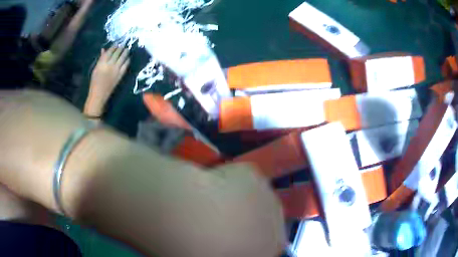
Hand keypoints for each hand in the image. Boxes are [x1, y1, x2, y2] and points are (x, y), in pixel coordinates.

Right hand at [84, 46, 129, 116]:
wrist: (99, 95)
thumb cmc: (95, 82)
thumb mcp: (95, 69)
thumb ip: (100, 59)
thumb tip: (104, 49)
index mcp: (102, 63)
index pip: (110, 51)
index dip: (114, 46)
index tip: (117, 44)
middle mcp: (109, 65)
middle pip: (117, 53)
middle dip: (121, 48)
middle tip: (123, 45)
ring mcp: (115, 70)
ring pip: (122, 58)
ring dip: (125, 52)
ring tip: (127, 49)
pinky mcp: (120, 75)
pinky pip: (125, 66)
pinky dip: (127, 61)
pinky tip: (128, 58)